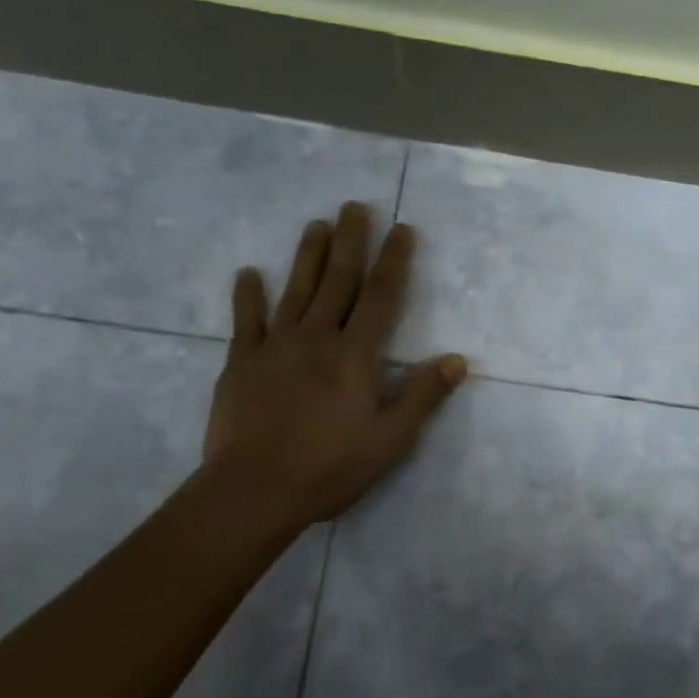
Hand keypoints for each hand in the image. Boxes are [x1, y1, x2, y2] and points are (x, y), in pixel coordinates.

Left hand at [201, 203, 465, 531]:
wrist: (254, 491)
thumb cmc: (329, 467)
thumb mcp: (390, 439)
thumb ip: (423, 395)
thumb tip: (457, 359)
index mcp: (355, 354)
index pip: (382, 296)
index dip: (394, 260)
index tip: (401, 228)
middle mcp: (317, 337)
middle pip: (338, 280)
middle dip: (350, 241)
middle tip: (354, 206)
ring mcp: (275, 346)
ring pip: (296, 290)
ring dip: (307, 255)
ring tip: (316, 224)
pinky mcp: (241, 362)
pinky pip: (245, 321)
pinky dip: (248, 296)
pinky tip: (248, 273)